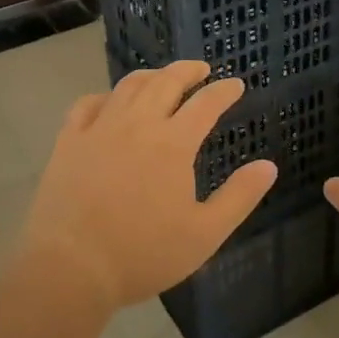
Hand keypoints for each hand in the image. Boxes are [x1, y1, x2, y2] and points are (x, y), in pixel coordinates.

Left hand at [22, 61, 276, 310]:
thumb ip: (239, 197)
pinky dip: (106, 96)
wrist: (70, 268)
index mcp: (173, 143)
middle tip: (202, 69)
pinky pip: (88, 104)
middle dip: (188, 71)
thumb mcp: (204, 234)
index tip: (236, 85)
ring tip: (162, 77)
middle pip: (167, 82)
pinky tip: (111, 102)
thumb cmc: (143, 253)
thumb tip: (268, 166)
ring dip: (151, 76)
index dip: (224, 91)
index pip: (206, 103)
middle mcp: (138, 124)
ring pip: (129, 86)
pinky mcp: (69, 141)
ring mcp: (100, 129)